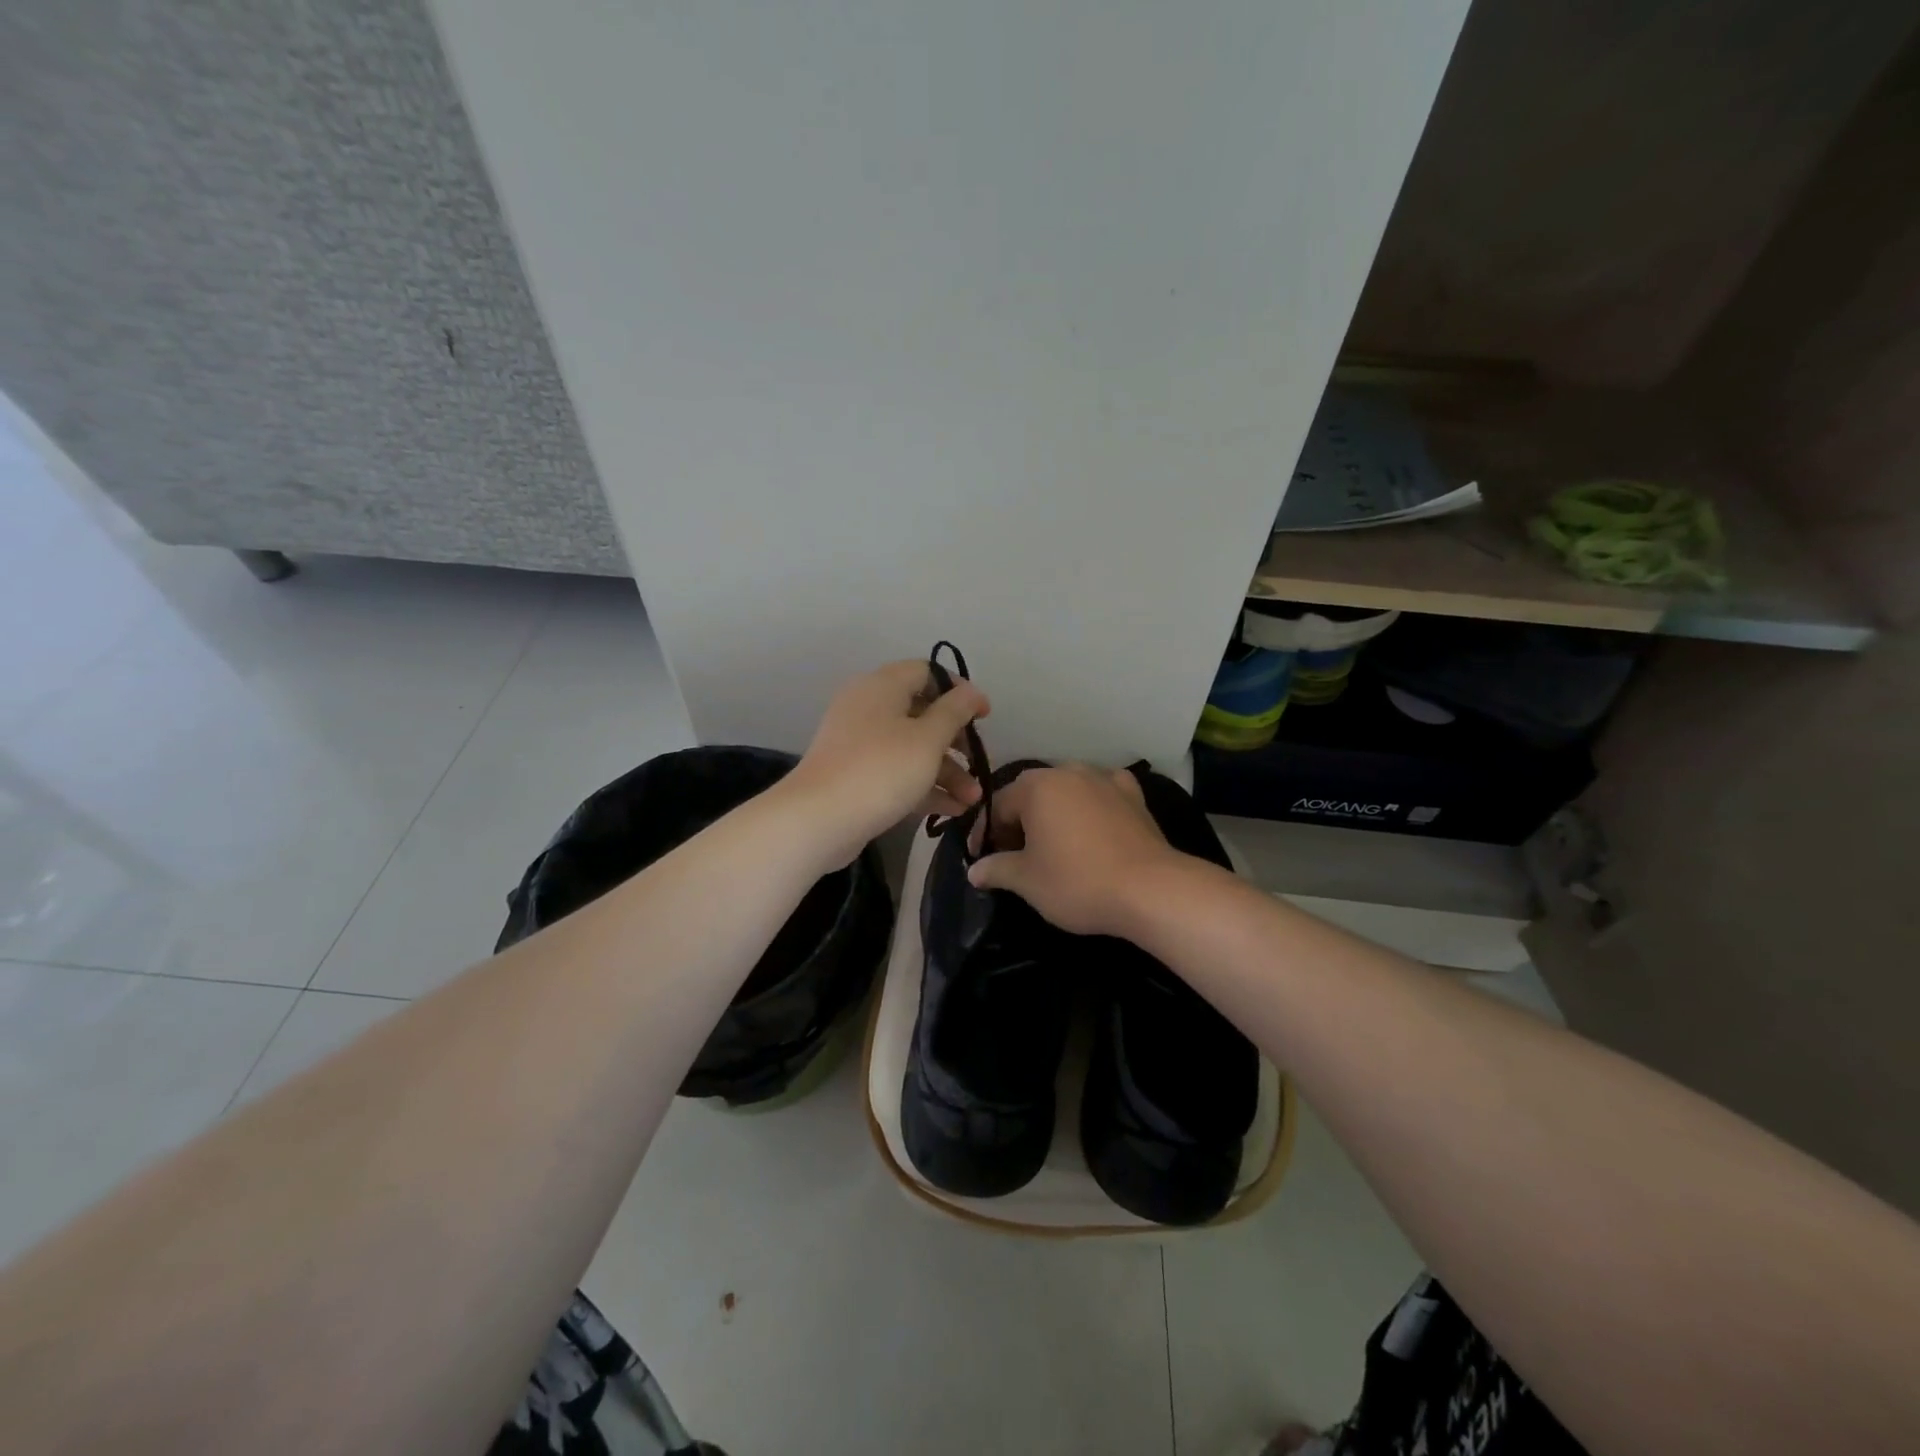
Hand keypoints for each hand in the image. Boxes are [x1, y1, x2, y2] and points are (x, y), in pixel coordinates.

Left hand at [786, 660, 989, 861]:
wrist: (818, 819)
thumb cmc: (881, 769)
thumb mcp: (927, 739)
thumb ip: (954, 712)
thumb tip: (970, 692)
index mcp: (882, 686)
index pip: (927, 672)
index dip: (959, 690)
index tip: (984, 716)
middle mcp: (868, 707)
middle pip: (922, 714)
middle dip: (956, 742)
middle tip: (979, 763)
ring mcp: (859, 743)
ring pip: (912, 748)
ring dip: (946, 771)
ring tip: (972, 799)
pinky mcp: (855, 775)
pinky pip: (897, 772)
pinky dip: (924, 786)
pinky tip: (953, 811)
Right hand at [966, 764, 1187, 935]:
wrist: (1150, 889)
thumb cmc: (1077, 882)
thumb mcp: (1027, 881)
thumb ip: (996, 869)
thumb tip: (974, 870)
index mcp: (1036, 786)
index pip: (997, 806)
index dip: (984, 834)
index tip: (981, 860)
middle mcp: (1068, 771)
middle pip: (1031, 795)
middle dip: (1018, 823)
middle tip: (1013, 856)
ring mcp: (1104, 779)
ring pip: (1066, 791)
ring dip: (1053, 813)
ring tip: (1051, 844)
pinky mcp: (1133, 794)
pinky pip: (1101, 793)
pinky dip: (1091, 806)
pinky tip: (1093, 824)